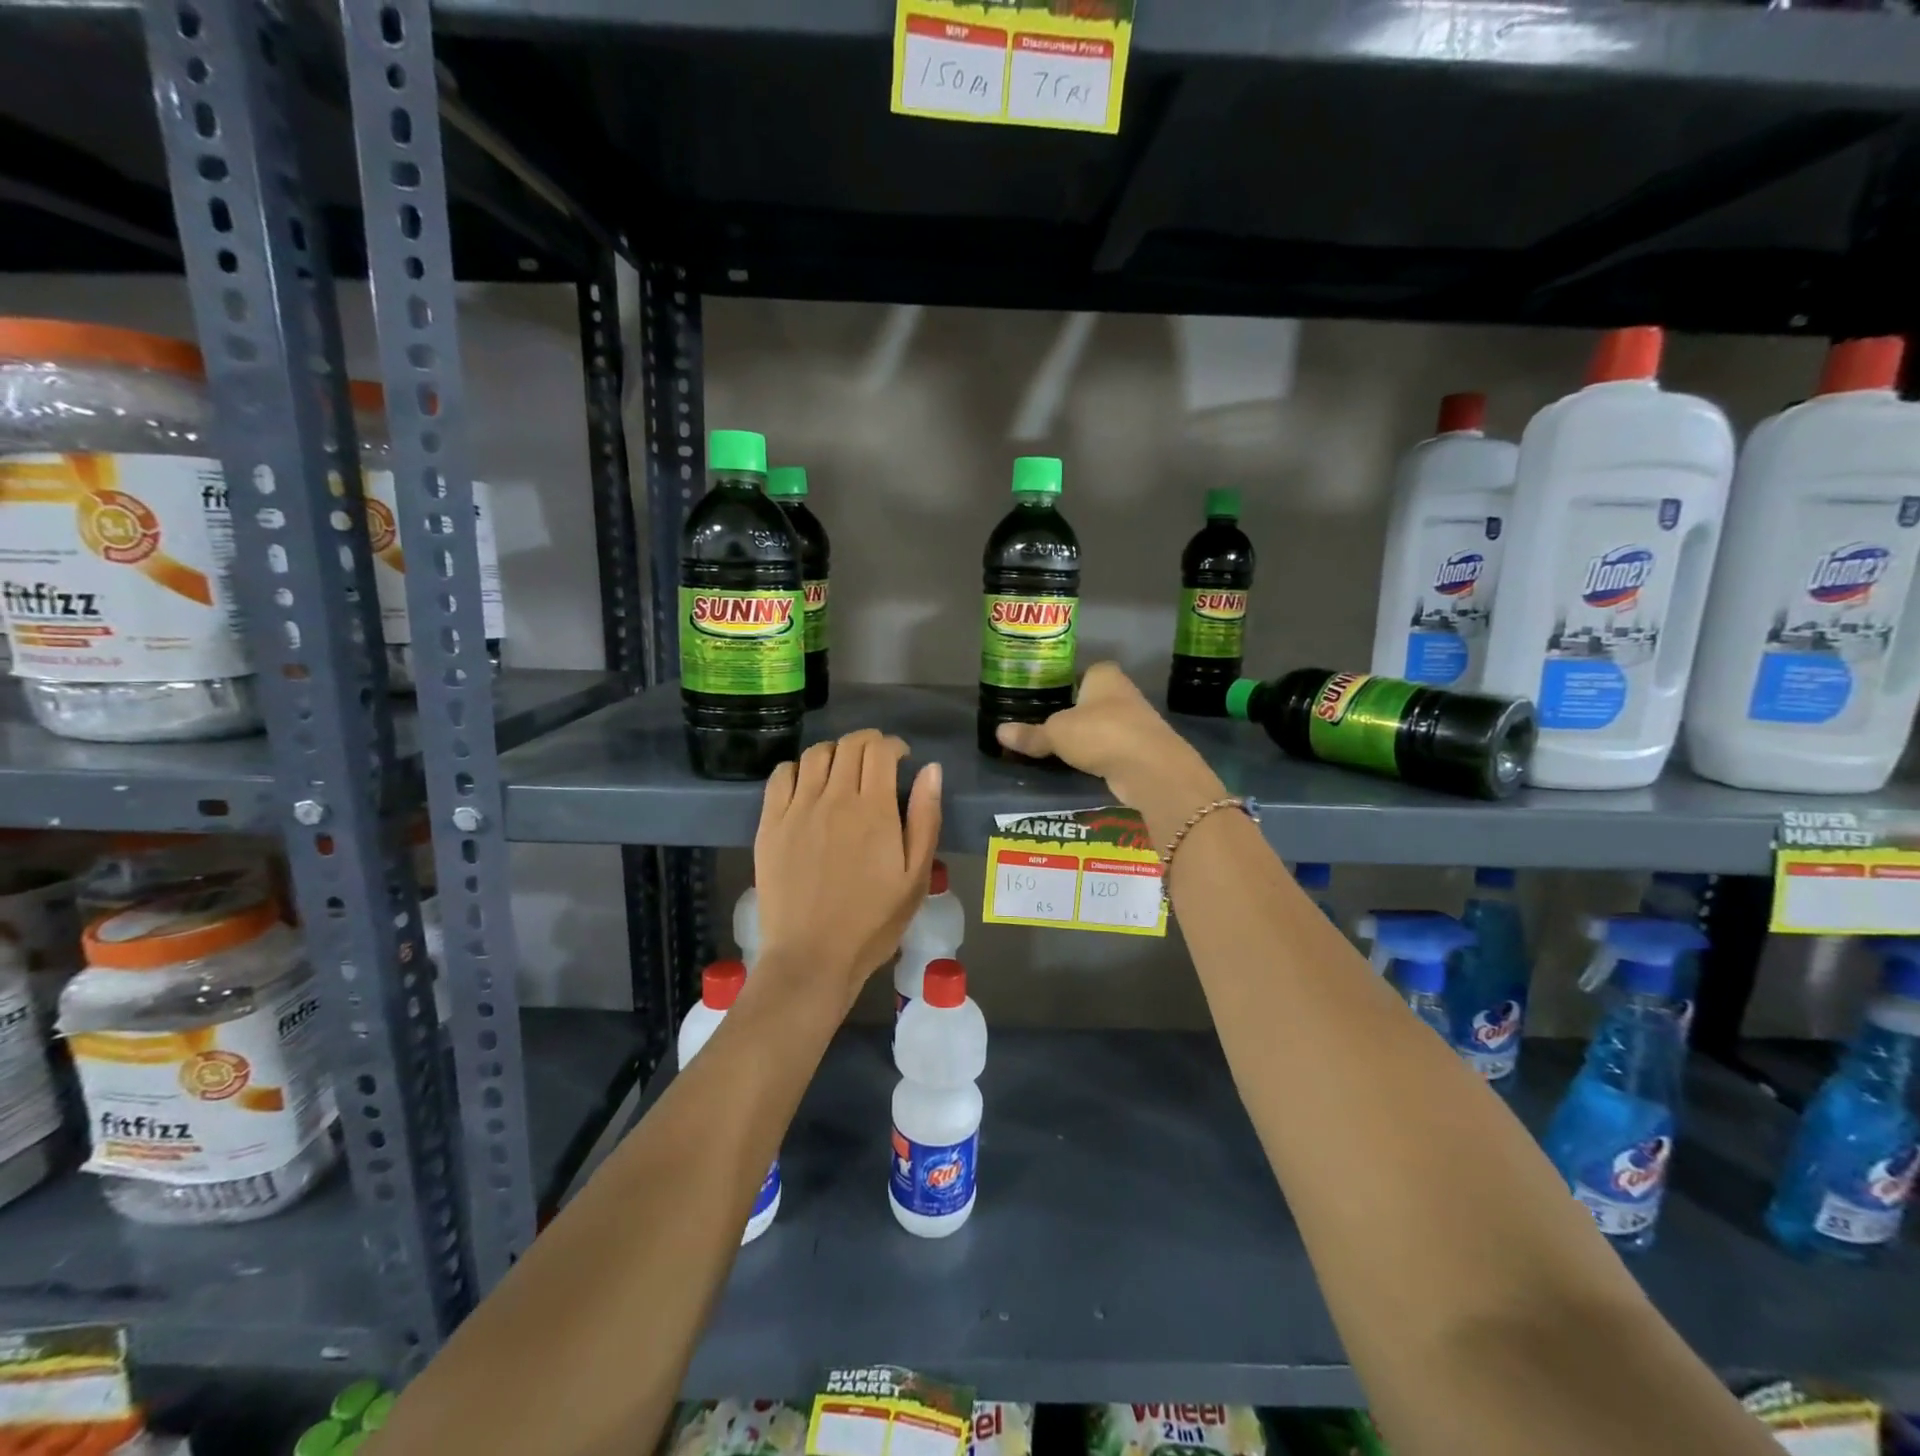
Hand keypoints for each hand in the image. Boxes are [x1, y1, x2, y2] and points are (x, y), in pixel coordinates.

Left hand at [752, 730, 941, 1011]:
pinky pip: (781, 776)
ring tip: (842, 771)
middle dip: (867, 742)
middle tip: (876, 760)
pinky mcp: (770, 824)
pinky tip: (807, 785)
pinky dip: (798, 769)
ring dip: (834, 752)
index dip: (893, 745)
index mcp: (874, 809)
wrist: (812, 956)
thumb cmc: (873, 921)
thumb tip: (930, 769)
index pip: (880, 750)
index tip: (900, 758)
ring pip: (815, 755)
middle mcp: (834, 798)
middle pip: (848, 745)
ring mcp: (797, 809)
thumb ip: (925, 818)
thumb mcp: (916, 876)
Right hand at [995, 662, 1226, 837]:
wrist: (1150, 768)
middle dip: (1074, 711)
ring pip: (1103, 725)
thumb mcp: (1057, 733)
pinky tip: (1080, 766)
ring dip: (1087, 736)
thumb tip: (999, 733)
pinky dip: (1098, 756)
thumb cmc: (1101, 734)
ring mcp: (1136, 721)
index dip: (1065, 682)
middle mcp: (1123, 692)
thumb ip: (1031, 734)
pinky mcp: (1141, 749)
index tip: (1045, 697)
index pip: (1082, 671)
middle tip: (1043, 724)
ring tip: (1057, 748)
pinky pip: (1111, 748)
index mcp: (1104, 675)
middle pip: (1092, 699)